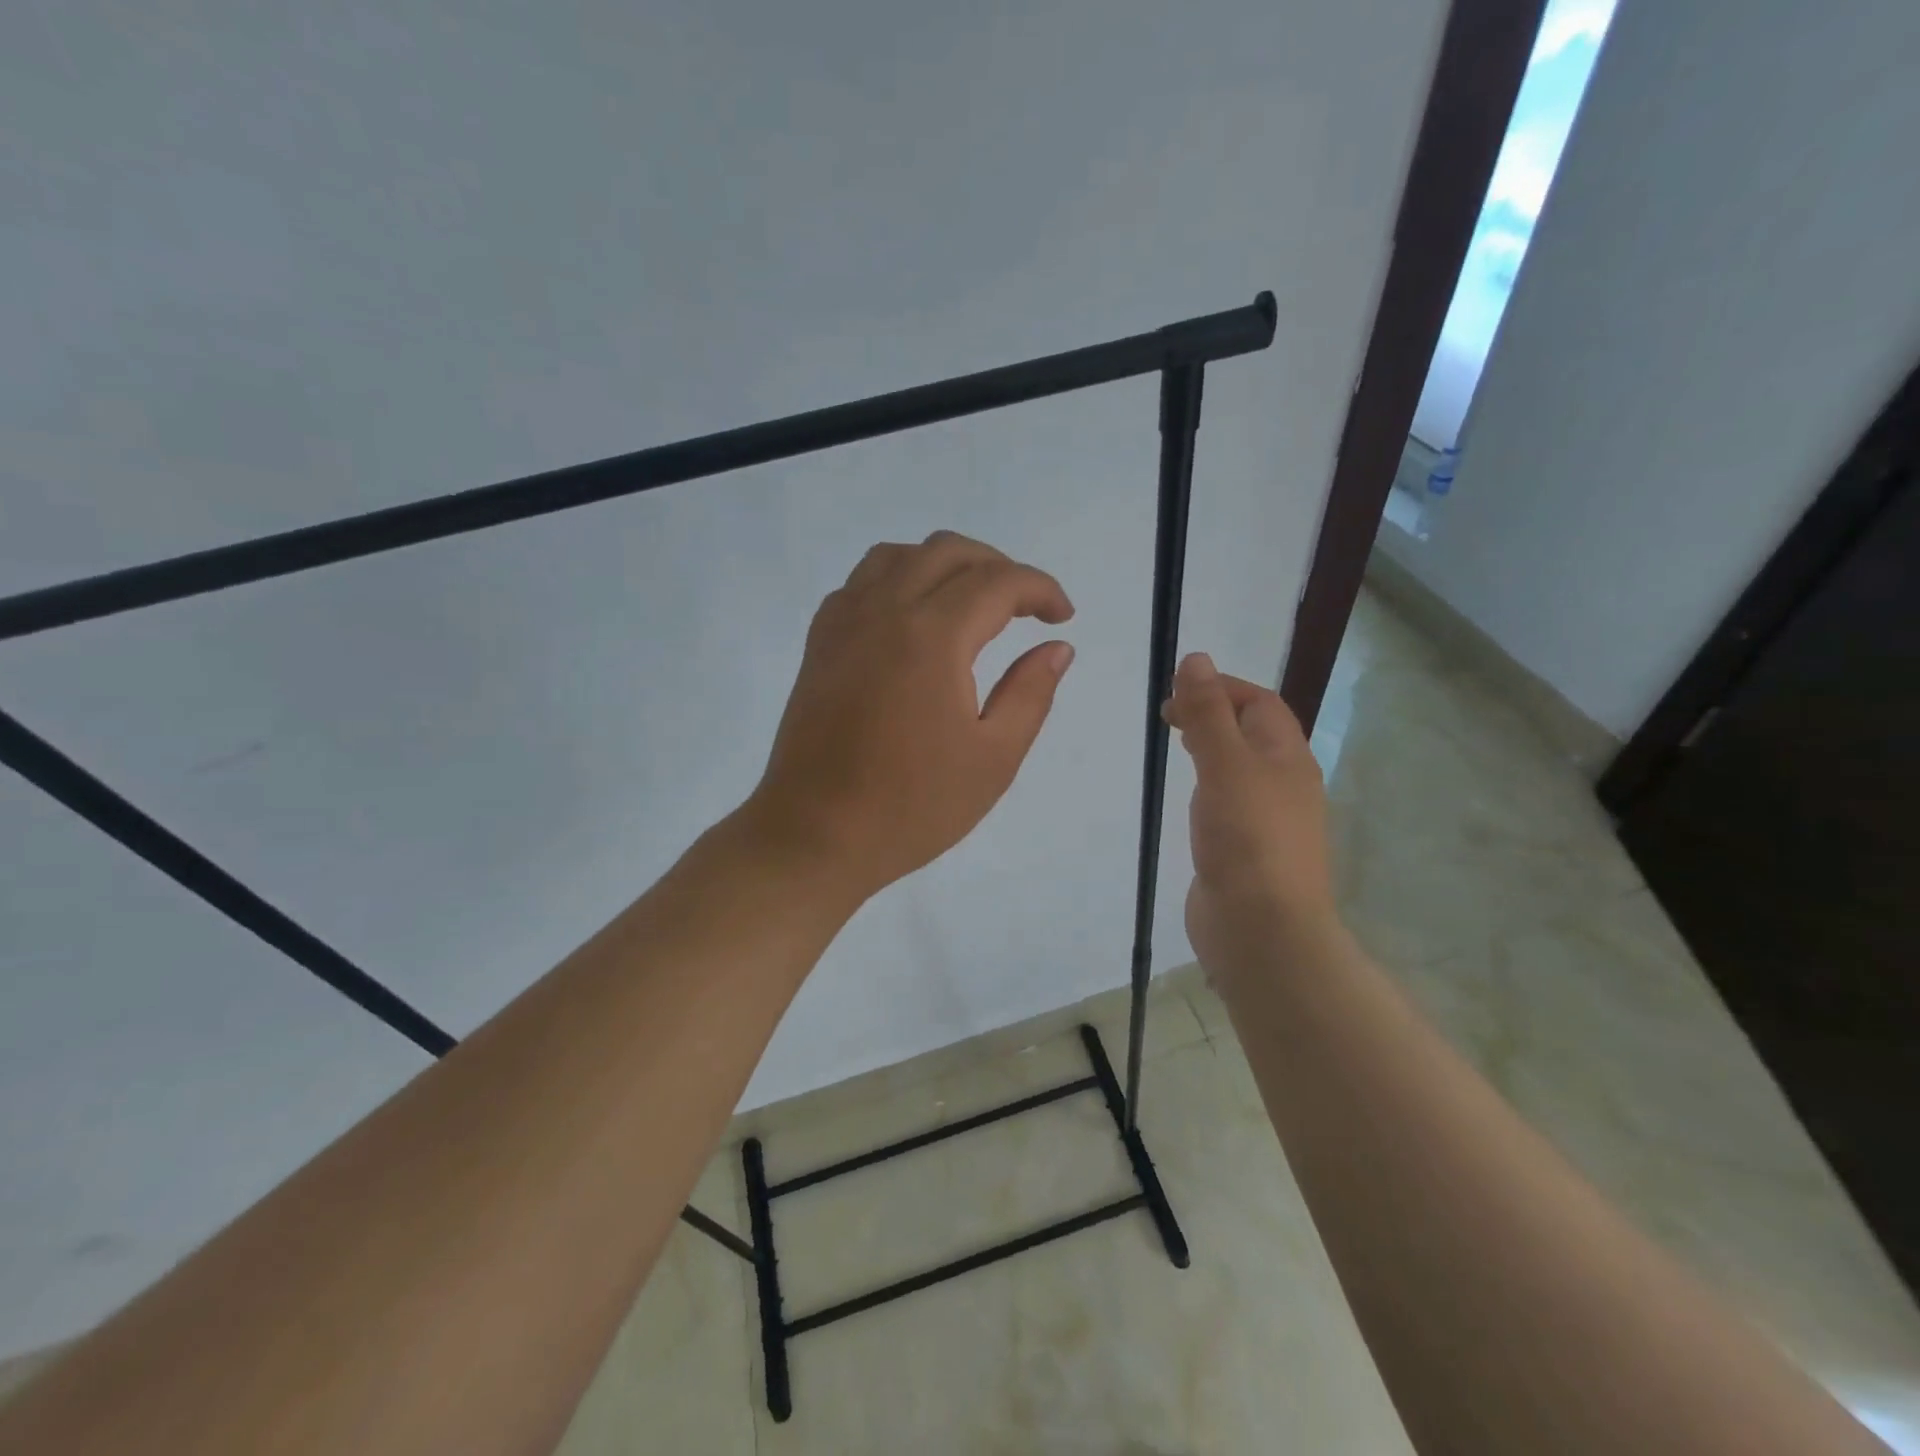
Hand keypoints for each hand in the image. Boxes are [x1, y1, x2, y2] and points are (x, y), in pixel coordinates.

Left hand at [746, 531, 1075, 899]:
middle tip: (1025, 608)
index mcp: (932, 637)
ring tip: (970, 602)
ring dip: (944, 564)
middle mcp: (884, 612)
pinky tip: (912, 618)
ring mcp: (844, 624)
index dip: (1040, 589)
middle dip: (997, 567)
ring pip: (898, 556)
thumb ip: (1030, 693)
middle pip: (947, 552)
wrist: (816, 835)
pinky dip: (897, 579)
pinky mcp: (819, 644)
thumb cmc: (912, 806)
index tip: (1062, 617)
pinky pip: (860, 583)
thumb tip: (1057, 648)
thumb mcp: (993, 758)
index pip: (997, 582)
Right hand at [1162, 652, 1335, 975]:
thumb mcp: (1225, 764)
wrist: (1261, 929)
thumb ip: (1208, 712)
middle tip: (1169, 717)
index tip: (1175, 689)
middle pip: (1252, 733)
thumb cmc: (1247, 838)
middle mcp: (1284, 784)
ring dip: (1211, 749)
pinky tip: (1188, 799)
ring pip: (1240, 768)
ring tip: (1176, 746)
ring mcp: (1266, 820)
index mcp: (1288, 757)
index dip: (1221, 687)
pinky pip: (1228, 803)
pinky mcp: (1246, 850)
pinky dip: (1207, 787)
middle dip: (1214, 714)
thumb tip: (1195, 659)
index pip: (1260, 703)